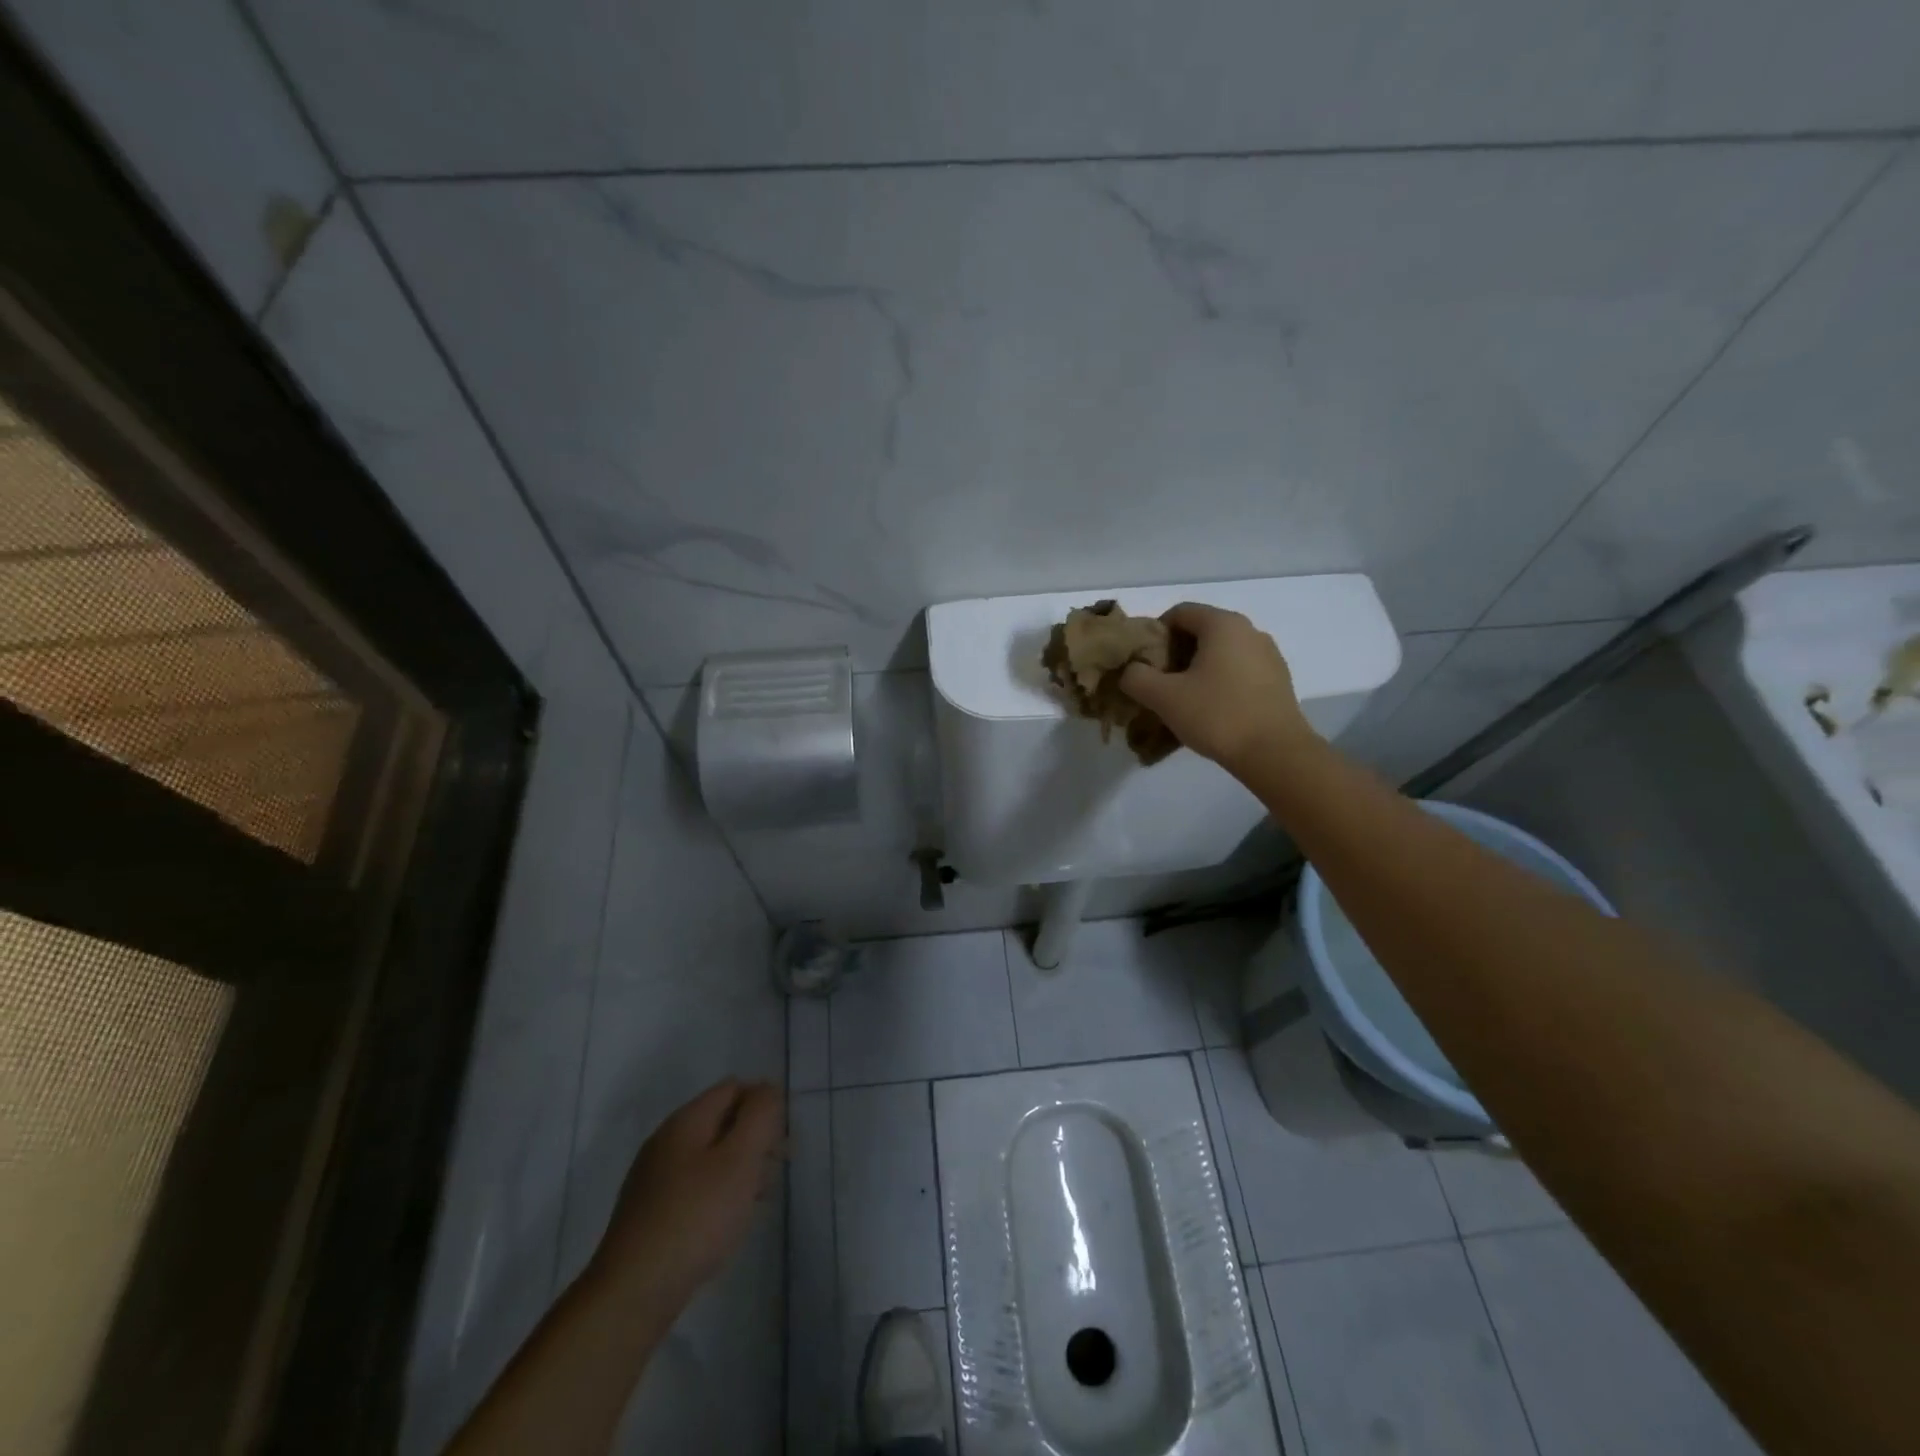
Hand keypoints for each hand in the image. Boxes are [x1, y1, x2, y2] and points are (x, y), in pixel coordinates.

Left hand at [590, 1078, 783, 1307]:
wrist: (632, 1293)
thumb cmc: (696, 1217)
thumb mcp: (739, 1159)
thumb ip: (759, 1115)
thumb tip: (767, 1088)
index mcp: (686, 1121)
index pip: (733, 1088)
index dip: (763, 1103)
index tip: (783, 1137)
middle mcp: (666, 1141)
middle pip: (721, 1121)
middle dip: (754, 1137)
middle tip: (778, 1167)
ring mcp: (654, 1179)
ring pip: (709, 1156)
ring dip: (740, 1167)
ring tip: (761, 1198)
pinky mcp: (650, 1213)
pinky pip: (695, 1186)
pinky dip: (719, 1192)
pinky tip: (730, 1220)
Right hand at [1119, 603, 1315, 772]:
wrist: (1275, 753)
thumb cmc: (1217, 715)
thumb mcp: (1164, 697)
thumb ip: (1136, 677)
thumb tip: (1131, 671)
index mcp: (1223, 624)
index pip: (1179, 612)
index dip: (1155, 633)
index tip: (1143, 662)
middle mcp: (1249, 630)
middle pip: (1201, 631)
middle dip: (1175, 653)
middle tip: (1158, 682)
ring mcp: (1268, 655)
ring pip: (1221, 652)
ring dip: (1197, 669)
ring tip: (1183, 699)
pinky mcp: (1278, 680)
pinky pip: (1239, 670)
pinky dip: (1219, 681)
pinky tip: (1211, 709)